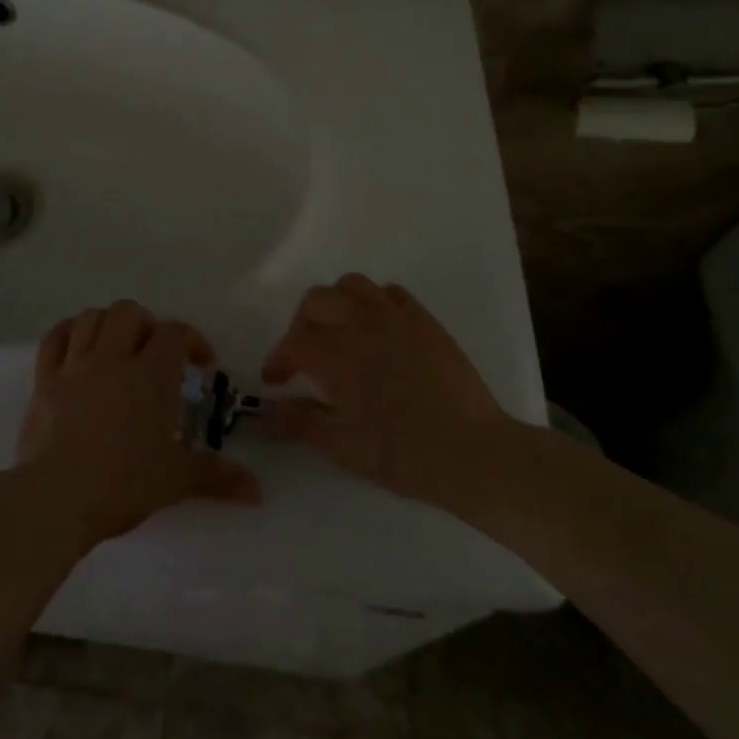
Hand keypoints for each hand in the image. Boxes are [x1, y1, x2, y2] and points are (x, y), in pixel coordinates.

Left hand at [18, 300, 259, 549]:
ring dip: (109, 323)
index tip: (202, 363)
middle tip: (156, 352)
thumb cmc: (122, 484)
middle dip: (148, 324)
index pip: (175, 333)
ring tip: (119, 345)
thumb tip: (257, 491)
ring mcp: (74, 366)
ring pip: (91, 317)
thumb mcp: (175, 481)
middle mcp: (112, 358)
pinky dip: (68, 332)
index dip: (193, 339)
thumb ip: (217, 477)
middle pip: (129, 312)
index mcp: (150, 376)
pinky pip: (54, 338)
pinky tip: (78, 344)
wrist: (55, 498)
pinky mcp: (44, 380)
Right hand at [262, 274, 528, 515]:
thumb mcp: (341, 445)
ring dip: (335, 304)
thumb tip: (266, 410)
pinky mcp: (424, 320)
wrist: (473, 452)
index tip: (275, 380)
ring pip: (351, 285)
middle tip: (304, 356)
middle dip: (301, 325)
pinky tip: (377, 329)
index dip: (278, 360)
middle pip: (315, 301)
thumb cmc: (402, 453)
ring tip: (339, 332)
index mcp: (335, 353)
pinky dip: (373, 302)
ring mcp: (395, 316)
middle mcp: (360, 323)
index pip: (292, 343)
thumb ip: (298, 421)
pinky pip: (390, 292)